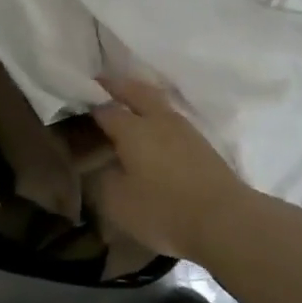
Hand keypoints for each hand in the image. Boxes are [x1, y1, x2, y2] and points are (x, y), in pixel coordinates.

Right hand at [89, 77, 261, 259]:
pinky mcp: (200, 142)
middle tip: (100, 82)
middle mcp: (157, 119)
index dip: (88, 106)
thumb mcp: (118, 203)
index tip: (76, 107)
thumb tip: (99, 164)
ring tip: (126, 101)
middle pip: (135, 90)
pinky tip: (153, 126)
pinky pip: (170, 116)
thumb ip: (102, 179)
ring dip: (139, 95)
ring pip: (156, 100)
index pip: (104, 109)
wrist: (225, 220)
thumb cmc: (164, 210)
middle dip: (116, 85)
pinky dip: (156, 113)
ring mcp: (183, 128)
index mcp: (132, 129)